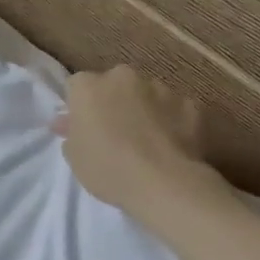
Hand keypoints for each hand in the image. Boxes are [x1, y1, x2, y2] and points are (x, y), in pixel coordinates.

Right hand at [52, 66, 223, 223]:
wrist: (163, 182)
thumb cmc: (106, 167)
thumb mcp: (73, 155)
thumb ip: (71, 131)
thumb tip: (69, 122)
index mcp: (88, 87)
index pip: (76, 86)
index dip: (79, 106)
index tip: (83, 126)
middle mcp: (123, 78)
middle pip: (113, 84)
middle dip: (112, 101)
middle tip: (113, 131)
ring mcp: (161, 88)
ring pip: (146, 94)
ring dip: (142, 108)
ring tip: (145, 140)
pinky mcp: (190, 104)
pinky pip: (173, 109)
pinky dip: (170, 120)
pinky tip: (169, 145)